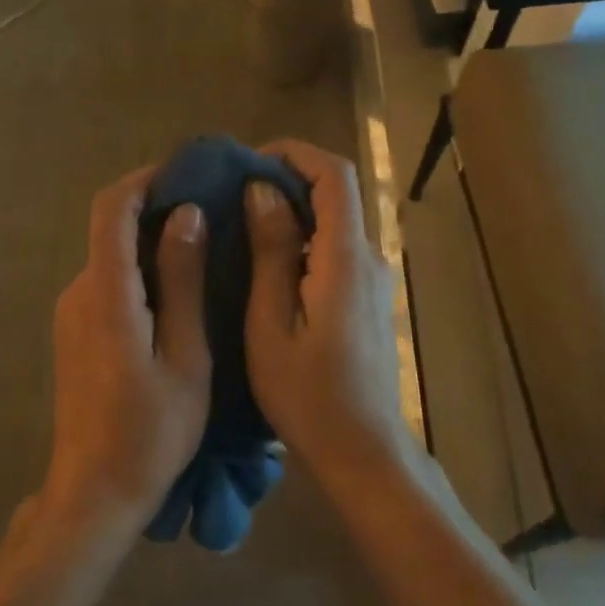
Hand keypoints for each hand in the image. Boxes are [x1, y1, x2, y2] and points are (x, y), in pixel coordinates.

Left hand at [44, 167, 210, 538]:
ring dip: (151, 245)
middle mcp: (78, 293)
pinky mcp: (74, 333)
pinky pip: (107, 285)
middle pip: (110, 230)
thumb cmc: (151, 430)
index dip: (143, 180)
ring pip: (111, 258)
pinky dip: (140, 273)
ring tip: (204, 251)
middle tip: (211, 214)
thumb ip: (182, 281)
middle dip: (156, 211)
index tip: (184, 172)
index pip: (111, 210)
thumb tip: (186, 215)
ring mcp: (71, 314)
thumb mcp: (184, 355)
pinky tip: (177, 293)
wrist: (95, 491)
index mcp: (106, 294)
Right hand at [244, 141, 408, 471]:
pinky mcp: (368, 298)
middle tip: (232, 197)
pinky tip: (265, 265)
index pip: (334, 174)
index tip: (248, 164)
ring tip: (240, 226)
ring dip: (291, 211)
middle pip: (336, 193)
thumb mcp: (271, 325)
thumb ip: (271, 253)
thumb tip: (263, 191)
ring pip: (334, 222)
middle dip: (285, 180)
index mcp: (345, 258)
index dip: (294, 154)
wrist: (363, 451)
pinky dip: (302, 240)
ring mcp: (373, 279)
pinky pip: (335, 250)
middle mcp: (369, 258)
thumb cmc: (308, 396)